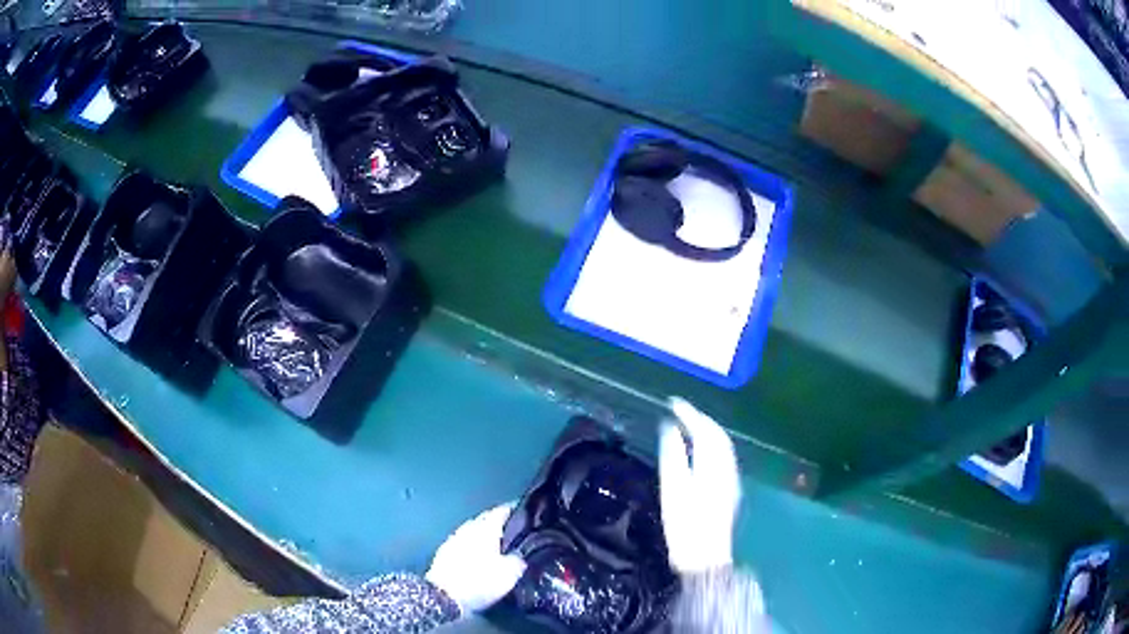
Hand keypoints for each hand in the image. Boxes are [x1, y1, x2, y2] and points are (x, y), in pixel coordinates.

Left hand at [425, 502, 526, 615]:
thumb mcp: (509, 573)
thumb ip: (518, 559)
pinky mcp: (443, 553)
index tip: (523, 513)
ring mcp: (453, 539)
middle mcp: (468, 528)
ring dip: (482, 536)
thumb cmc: (479, 581)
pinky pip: (462, 544)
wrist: (443, 596)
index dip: (513, 511)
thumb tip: (519, 555)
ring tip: (495, 546)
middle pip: (485, 520)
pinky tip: (476, 558)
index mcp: (485, 528)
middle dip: (497, 524)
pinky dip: (471, 547)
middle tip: (511, 532)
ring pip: (472, 532)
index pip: (501, 511)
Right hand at [659, 397, 741, 574]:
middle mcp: (726, 467)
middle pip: (718, 435)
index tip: (673, 402)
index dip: (689, 413)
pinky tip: (701, 450)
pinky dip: (712, 444)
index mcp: (712, 465)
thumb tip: (670, 429)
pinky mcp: (729, 489)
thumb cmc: (685, 524)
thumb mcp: (674, 490)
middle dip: (700, 418)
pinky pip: (723, 456)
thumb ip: (673, 456)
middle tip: (680, 410)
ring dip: (708, 430)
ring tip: (689, 424)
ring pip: (723, 445)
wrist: (705, 555)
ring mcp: (730, 479)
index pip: (704, 430)